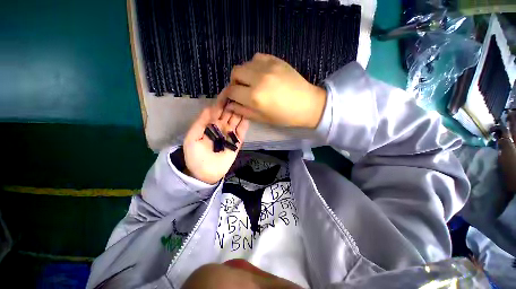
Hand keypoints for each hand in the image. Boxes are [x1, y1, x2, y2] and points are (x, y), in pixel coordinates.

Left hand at [183, 94, 248, 183]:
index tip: (228, 90)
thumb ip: (200, 123)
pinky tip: (248, 115)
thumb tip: (210, 107)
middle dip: (233, 103)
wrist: (205, 174)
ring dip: (240, 111)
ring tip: (246, 101)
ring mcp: (230, 134)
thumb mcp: (192, 138)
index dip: (222, 101)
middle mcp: (222, 127)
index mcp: (210, 125)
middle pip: (229, 113)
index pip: (218, 110)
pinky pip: (242, 131)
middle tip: (240, 92)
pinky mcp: (238, 142)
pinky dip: (245, 123)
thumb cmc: (196, 156)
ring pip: (237, 120)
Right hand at [220, 53, 326, 128]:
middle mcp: (259, 78)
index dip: (228, 95)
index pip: (232, 90)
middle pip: (235, 72)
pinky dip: (255, 65)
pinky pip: (258, 57)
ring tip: (252, 82)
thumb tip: (229, 105)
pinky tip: (261, 73)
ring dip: (245, 73)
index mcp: (255, 97)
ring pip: (245, 63)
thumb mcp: (262, 118)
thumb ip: (243, 111)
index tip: (231, 98)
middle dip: (234, 82)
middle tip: (241, 90)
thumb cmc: (285, 116)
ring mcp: (268, 67)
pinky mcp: (276, 60)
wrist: (308, 104)